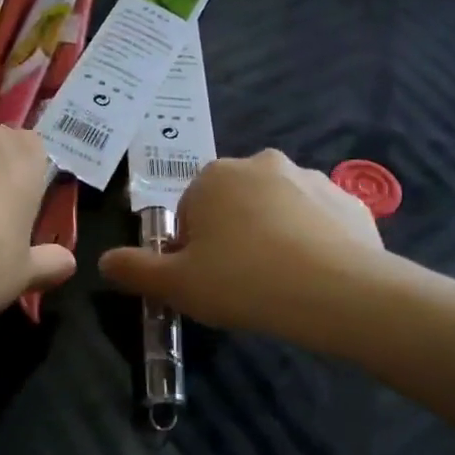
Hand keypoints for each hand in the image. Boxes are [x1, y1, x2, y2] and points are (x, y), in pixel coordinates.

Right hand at [99, 150, 385, 338]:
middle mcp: (262, 164)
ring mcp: (311, 178)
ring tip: (279, 284)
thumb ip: (135, 270)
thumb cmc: (242, 281)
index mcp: (215, 177)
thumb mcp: (176, 285)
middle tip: (238, 283)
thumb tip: (105, 261)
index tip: (204, 279)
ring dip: (272, 237)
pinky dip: (312, 242)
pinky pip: (318, 222)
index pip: (189, 211)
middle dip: (232, 237)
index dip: (191, 248)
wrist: (336, 291)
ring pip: (277, 211)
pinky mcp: (349, 200)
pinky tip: (314, 278)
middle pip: (234, 205)